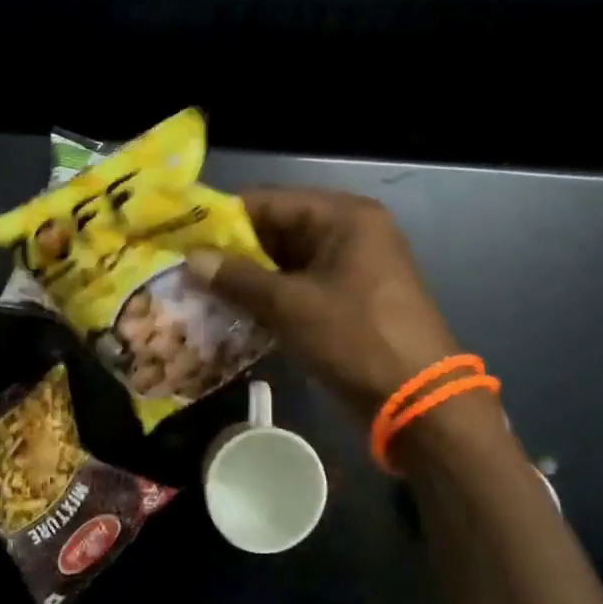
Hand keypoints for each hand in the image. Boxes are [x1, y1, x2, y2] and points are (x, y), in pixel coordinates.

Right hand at [189, 189, 461, 417]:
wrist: (420, 402)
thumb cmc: (355, 338)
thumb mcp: (290, 306)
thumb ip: (238, 278)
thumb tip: (193, 259)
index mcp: (343, 216)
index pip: (270, 202)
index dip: (224, 219)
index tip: (182, 236)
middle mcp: (350, 230)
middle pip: (278, 229)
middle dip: (234, 251)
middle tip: (186, 268)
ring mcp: (353, 265)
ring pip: (287, 260)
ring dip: (250, 277)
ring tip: (201, 291)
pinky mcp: (351, 296)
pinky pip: (302, 284)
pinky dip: (271, 296)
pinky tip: (235, 311)